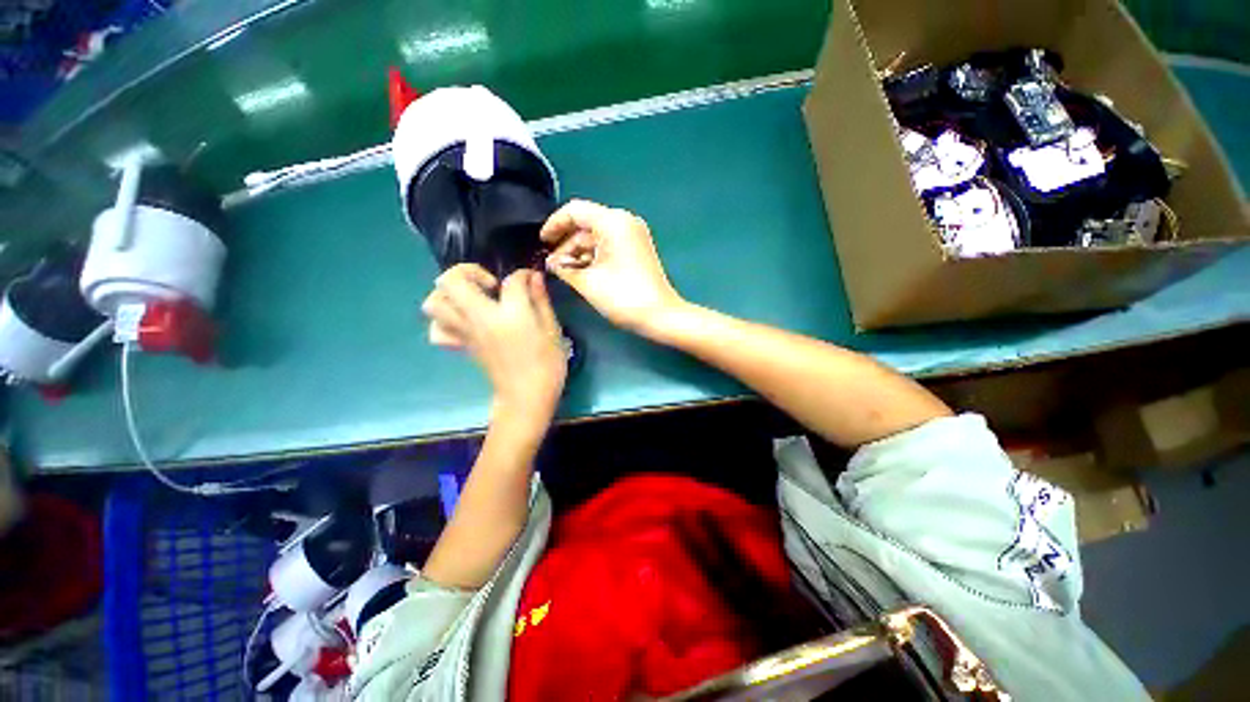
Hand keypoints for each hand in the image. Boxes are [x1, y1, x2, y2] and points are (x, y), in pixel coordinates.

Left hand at [421, 265, 567, 432]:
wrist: (527, 397)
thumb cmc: (547, 364)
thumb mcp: (552, 330)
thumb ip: (540, 300)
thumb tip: (533, 277)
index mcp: (511, 314)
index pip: (511, 281)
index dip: (523, 275)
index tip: (530, 278)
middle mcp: (480, 319)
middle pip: (452, 280)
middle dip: (468, 271)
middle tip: (490, 284)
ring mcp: (466, 333)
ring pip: (434, 303)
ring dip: (450, 293)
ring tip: (473, 299)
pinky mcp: (462, 346)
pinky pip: (437, 330)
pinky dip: (444, 321)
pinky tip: (465, 321)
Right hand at [540, 200, 685, 338]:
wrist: (659, 315)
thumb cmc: (622, 296)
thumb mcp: (587, 282)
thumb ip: (564, 267)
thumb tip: (551, 262)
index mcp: (613, 222)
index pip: (575, 211)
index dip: (554, 225)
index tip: (541, 243)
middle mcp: (624, 221)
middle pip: (586, 223)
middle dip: (566, 243)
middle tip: (551, 263)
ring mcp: (633, 235)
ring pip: (597, 236)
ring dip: (578, 251)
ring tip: (562, 271)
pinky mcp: (636, 249)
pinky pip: (608, 245)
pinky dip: (593, 256)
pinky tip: (580, 271)